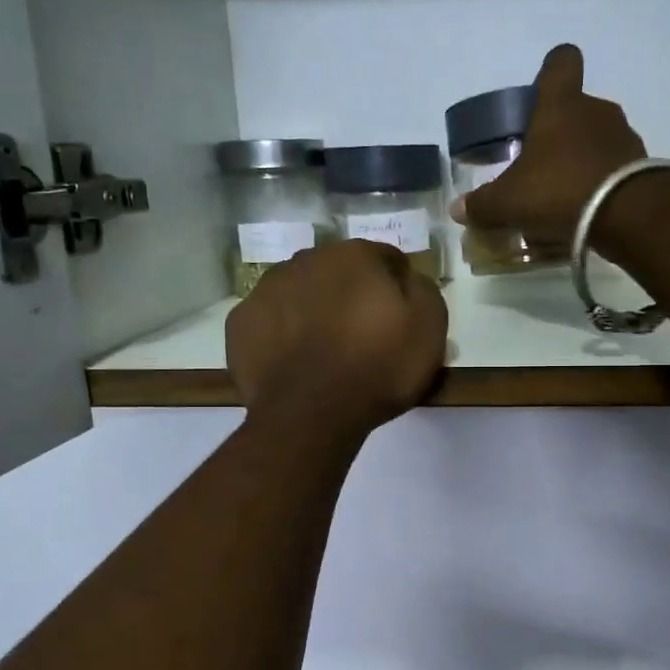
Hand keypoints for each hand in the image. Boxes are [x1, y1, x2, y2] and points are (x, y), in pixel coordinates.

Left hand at [227, 238, 447, 440]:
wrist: (310, 414)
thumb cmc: (377, 368)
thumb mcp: (429, 327)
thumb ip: (422, 289)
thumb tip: (407, 279)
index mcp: (354, 255)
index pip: (385, 259)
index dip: (397, 287)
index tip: (401, 317)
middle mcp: (306, 259)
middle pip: (338, 272)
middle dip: (350, 294)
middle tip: (362, 335)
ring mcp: (266, 289)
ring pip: (299, 292)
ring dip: (313, 310)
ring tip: (324, 351)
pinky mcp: (240, 322)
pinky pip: (270, 321)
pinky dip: (282, 334)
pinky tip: (294, 361)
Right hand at [450, 44, 646, 247]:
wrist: (627, 215)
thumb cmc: (559, 190)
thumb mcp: (509, 202)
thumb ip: (482, 204)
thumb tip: (458, 210)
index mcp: (561, 104)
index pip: (561, 62)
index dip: (550, 71)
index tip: (540, 90)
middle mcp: (596, 110)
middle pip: (575, 108)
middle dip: (557, 132)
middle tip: (538, 164)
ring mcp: (623, 136)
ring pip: (595, 139)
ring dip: (579, 160)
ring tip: (561, 195)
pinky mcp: (640, 166)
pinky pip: (612, 167)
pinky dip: (599, 183)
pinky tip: (584, 211)